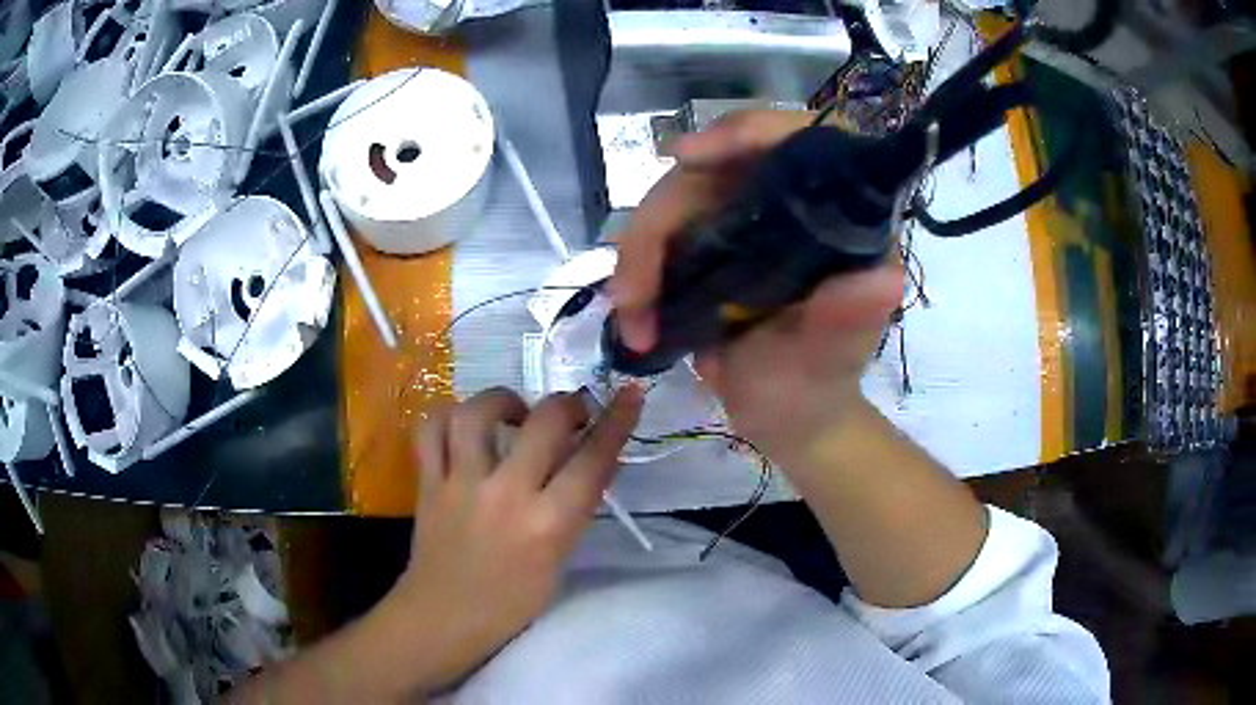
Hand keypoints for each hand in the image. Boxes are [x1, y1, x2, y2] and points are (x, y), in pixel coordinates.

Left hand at [389, 386, 642, 689]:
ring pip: (477, 412)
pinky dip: (448, 416)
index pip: (593, 460)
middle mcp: (506, 495)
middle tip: (569, 414)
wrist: (446, 617)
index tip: (630, 393)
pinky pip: (431, 429)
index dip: (618, 420)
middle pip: (544, 421)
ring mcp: (461, 484)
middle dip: (567, 405)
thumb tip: (592, 460)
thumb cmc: (513, 601)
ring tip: (513, 412)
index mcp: (548, 525)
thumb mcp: (559, 559)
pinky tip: (464, 425)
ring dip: (503, 400)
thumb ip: (575, 508)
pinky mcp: (428, 483)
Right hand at [610, 111, 903, 462]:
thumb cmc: (816, 387)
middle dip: (662, 221)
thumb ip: (847, 321)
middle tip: (634, 292)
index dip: (745, 133)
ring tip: (631, 317)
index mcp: (839, 216)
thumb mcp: (830, 359)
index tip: (687, 158)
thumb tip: (885, 282)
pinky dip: (639, 267)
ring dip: (640, 252)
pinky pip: (662, 232)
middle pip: (714, 169)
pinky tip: (633, 311)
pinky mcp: (711, 241)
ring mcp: (746, 219)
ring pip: (675, 200)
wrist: (784, 416)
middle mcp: (791, 203)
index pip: (800, 141)